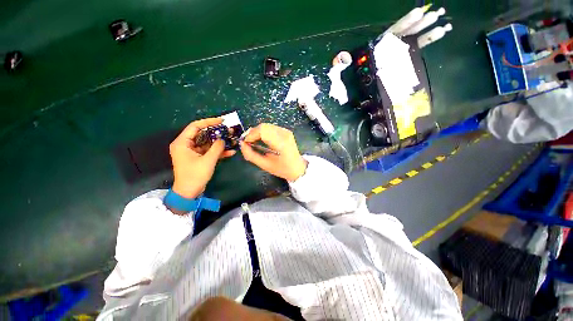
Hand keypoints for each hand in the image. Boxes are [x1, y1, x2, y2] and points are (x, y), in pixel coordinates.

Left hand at [170, 118, 235, 198]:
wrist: (189, 192)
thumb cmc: (195, 175)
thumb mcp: (208, 160)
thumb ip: (217, 148)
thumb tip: (223, 139)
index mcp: (182, 143)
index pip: (195, 126)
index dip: (209, 122)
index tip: (222, 121)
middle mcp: (186, 145)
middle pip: (203, 134)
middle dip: (217, 133)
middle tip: (229, 131)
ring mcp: (193, 151)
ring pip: (207, 143)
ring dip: (219, 142)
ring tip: (232, 140)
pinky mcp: (198, 157)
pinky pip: (209, 151)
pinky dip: (218, 151)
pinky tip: (230, 152)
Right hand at [240, 123, 306, 181]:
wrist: (297, 168)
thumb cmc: (282, 169)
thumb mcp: (265, 165)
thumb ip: (251, 155)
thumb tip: (242, 144)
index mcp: (281, 143)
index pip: (263, 131)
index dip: (251, 135)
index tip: (246, 143)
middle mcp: (284, 134)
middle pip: (263, 126)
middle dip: (252, 133)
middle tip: (248, 142)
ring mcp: (286, 131)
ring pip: (266, 125)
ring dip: (257, 132)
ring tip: (254, 141)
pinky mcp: (286, 131)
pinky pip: (270, 127)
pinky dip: (263, 132)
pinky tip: (262, 140)